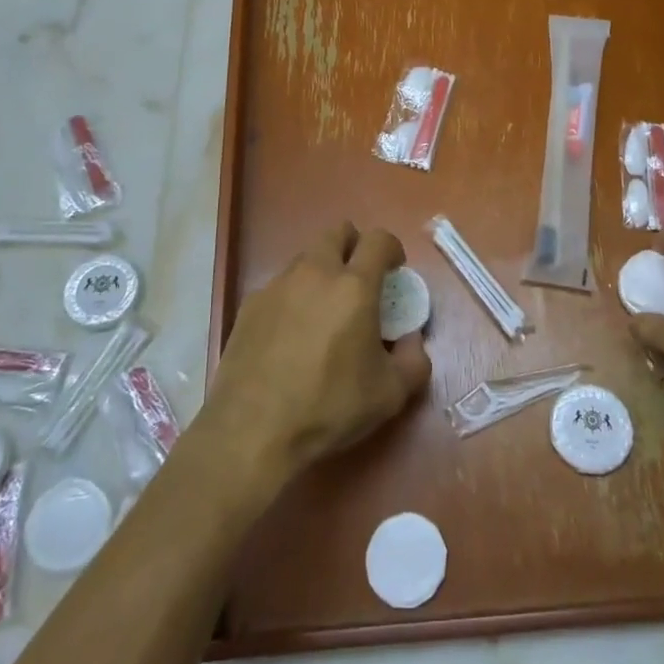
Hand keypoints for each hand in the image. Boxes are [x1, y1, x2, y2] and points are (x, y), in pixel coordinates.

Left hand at [205, 222, 431, 483]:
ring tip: (324, 312)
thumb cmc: (329, 407)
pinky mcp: (249, 306)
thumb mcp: (390, 394)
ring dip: (322, 271)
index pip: (378, 239)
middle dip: (354, 246)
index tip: (394, 271)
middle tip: (360, 281)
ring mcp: (277, 286)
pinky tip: (291, 336)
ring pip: (306, 258)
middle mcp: (314, 273)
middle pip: (337, 233)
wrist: (252, 430)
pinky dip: (294, 297)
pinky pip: (280, 286)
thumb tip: (410, 340)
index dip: (391, 248)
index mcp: (354, 286)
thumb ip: (414, 361)